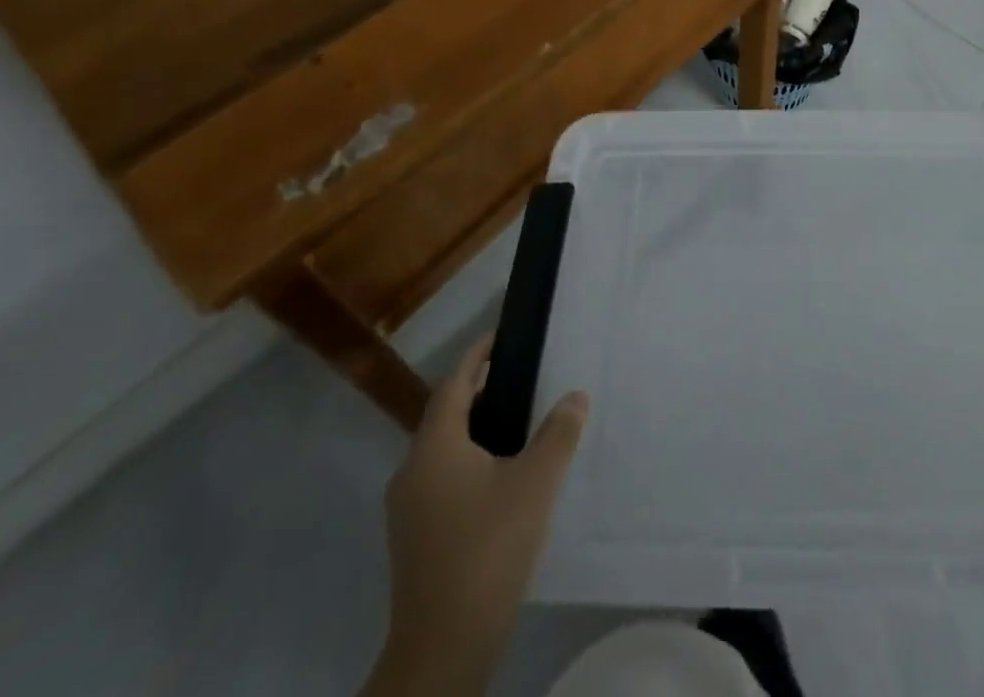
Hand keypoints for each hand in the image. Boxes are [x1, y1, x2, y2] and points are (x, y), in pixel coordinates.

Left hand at [366, 333, 587, 696]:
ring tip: (517, 424)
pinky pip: (441, 479)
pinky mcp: (414, 539)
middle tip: (521, 378)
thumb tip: (575, 396)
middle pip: (445, 415)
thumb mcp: (536, 484)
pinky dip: (468, 462)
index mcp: (435, 447)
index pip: (454, 383)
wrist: (442, 647)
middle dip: (480, 392)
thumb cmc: (488, 549)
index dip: (476, 355)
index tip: (501, 335)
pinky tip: (500, 478)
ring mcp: (408, 509)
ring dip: (475, 430)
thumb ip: (558, 434)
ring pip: (442, 450)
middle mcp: (412, 470)